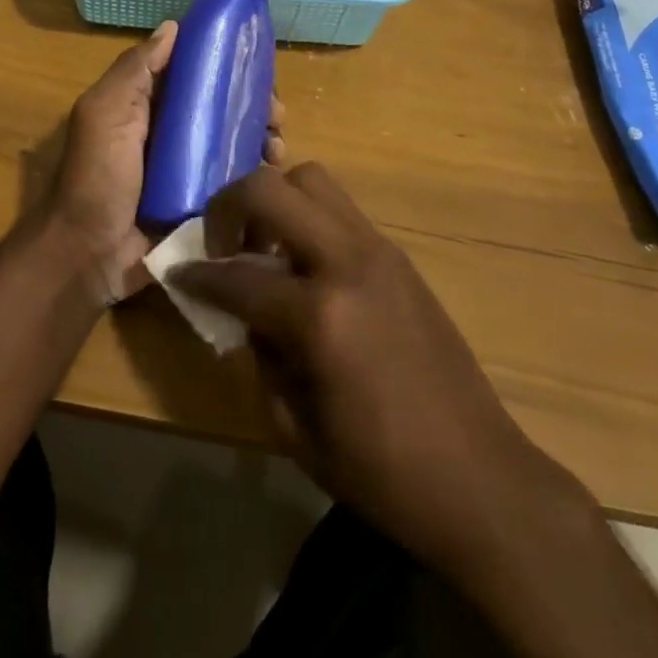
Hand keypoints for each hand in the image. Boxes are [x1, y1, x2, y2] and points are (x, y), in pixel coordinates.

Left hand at [44, 21, 286, 304]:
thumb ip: (135, 70)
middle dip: (254, 103)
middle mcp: (173, 130)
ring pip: (236, 140)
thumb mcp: (105, 113)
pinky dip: (259, 171)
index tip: (256, 61)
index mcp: (148, 104)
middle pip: (222, 105)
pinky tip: (274, 170)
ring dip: (262, 136)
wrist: (90, 256)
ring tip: (277, 146)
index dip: (225, 62)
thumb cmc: (97, 176)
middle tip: (276, 113)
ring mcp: (191, 168)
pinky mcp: (206, 201)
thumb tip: (173, 26)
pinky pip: (239, 179)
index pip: (194, 72)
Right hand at [174, 164, 549, 581]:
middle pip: (271, 188)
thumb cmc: (381, 471)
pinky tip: (306, 266)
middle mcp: (348, 262)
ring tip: (267, 247)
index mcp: (320, 316)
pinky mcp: (398, 255)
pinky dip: (309, 219)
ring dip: (276, 201)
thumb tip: (241, 310)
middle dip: (230, 206)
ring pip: (312, 180)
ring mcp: (378, 250)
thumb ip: (258, 354)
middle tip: (223, 244)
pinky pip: (341, 209)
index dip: (197, 275)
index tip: (177, 273)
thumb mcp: (294, 428)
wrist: (480, 477)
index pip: (237, 276)